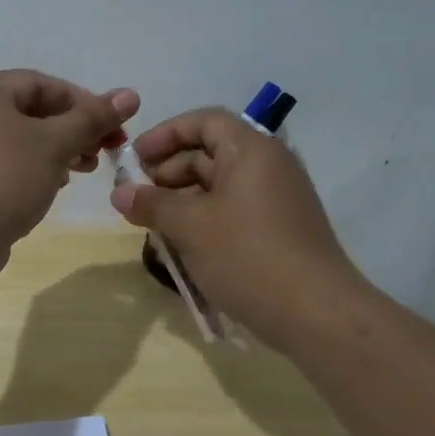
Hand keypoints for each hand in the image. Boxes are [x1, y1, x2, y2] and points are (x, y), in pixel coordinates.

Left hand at [0, 71, 139, 279]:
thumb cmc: (3, 178)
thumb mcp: (54, 144)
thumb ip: (92, 118)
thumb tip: (130, 95)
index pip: (42, 84)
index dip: (84, 102)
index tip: (115, 127)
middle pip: (29, 111)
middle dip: (72, 130)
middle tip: (106, 152)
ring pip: (18, 139)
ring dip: (56, 151)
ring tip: (85, 170)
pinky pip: (2, 163)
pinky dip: (31, 169)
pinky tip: (53, 186)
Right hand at [110, 108, 366, 348]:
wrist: (316, 313)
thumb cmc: (248, 256)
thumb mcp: (190, 227)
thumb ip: (151, 204)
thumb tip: (119, 193)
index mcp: (251, 150)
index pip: (203, 122)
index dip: (164, 134)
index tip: (134, 160)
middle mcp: (268, 166)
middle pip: (209, 153)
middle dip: (167, 173)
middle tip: (137, 200)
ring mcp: (277, 199)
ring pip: (219, 186)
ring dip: (182, 201)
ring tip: (154, 227)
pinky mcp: (279, 229)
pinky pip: (233, 211)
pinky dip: (204, 220)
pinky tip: (182, 246)